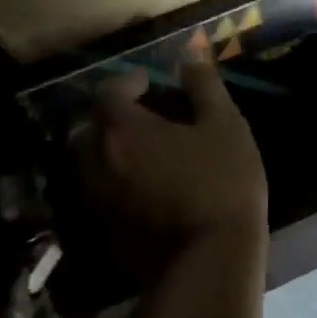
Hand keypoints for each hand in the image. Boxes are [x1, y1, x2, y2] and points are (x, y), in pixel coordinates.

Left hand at [80, 58, 267, 256]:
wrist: (209, 260)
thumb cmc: (222, 183)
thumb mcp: (225, 126)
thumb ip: (205, 87)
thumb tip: (190, 57)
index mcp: (122, 129)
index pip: (109, 91)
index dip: (129, 82)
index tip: (150, 82)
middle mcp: (96, 160)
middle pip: (91, 127)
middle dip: (113, 116)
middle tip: (146, 116)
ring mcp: (96, 198)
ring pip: (91, 162)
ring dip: (111, 149)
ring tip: (146, 151)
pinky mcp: (103, 229)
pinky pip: (100, 192)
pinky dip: (115, 180)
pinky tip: (147, 186)